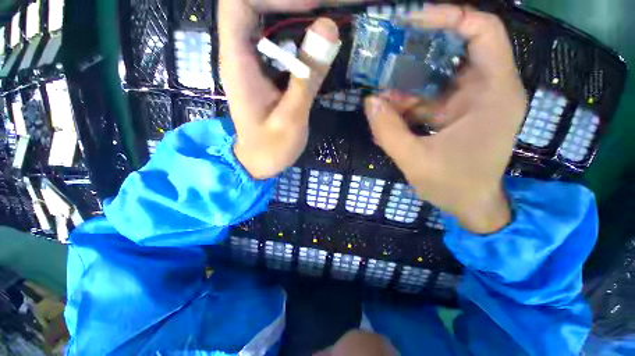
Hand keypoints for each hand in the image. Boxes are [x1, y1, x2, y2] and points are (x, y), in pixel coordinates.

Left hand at [219, 0, 360, 178]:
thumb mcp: (292, 117)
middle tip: (326, 10)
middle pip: (254, 6)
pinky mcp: (263, 72)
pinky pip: (276, 40)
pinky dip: (296, 34)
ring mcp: (251, 63)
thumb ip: (308, 76)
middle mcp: (239, 54)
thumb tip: (328, 29)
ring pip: (266, 20)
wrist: (259, 162)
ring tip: (326, 23)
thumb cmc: (271, 147)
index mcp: (237, 62)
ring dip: (294, 14)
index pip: (240, 3)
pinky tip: (316, 43)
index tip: (311, 5)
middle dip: (289, 3)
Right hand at [364, 4, 527, 233]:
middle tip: (388, 47)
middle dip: (423, 46)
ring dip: (409, 80)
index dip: (449, 17)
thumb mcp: (415, 160)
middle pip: (459, 48)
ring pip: (440, 75)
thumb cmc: (452, 185)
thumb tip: (369, 102)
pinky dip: (409, 100)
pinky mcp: (458, 114)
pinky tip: (389, 109)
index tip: (411, 21)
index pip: (483, 32)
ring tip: (380, 84)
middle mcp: (488, 90)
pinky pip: (432, 97)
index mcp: (494, 94)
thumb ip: (389, 131)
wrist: (470, 205)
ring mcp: (472, 102)